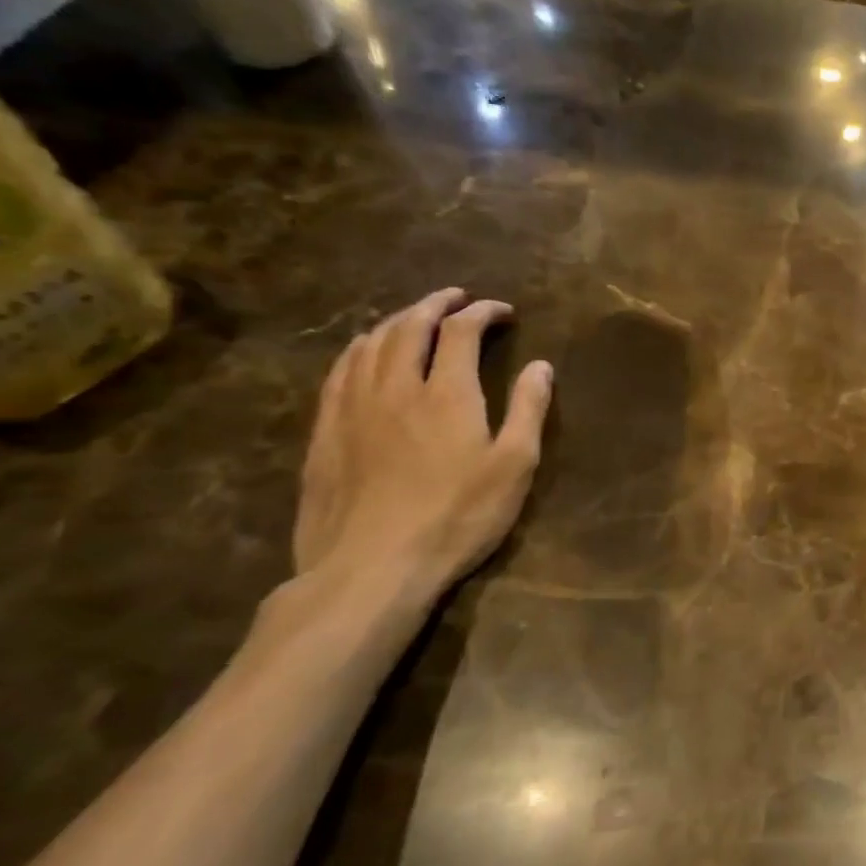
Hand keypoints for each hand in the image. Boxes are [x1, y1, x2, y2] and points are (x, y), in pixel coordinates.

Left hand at [284, 289, 552, 636]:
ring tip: (414, 317)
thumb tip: (541, 366)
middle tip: (456, 297)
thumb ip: (528, 410)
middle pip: (409, 326)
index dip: (482, 312)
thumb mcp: (514, 466)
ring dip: (395, 320)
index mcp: (448, 393)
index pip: (461, 331)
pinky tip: (364, 354)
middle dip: (436, 304)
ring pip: (369, 344)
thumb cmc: (457, 517)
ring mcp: (353, 409)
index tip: (503, 311)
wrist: (371, 568)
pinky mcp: (325, 434)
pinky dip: (358, 349)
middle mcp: (396, 387)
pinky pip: (338, 373)